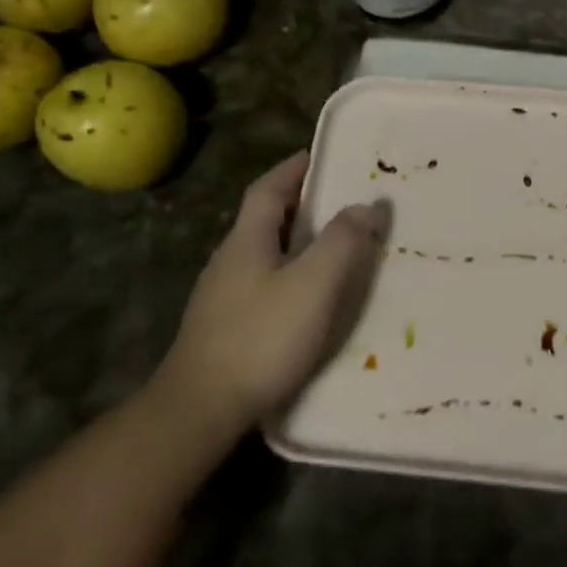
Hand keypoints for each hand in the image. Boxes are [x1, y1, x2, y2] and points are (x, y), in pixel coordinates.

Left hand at [153, 152, 386, 427]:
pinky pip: (262, 281)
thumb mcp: (313, 285)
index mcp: (247, 240)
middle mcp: (229, 259)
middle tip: (341, 200)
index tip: (323, 156)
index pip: (269, 189)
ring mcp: (222, 295)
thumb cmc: (261, 338)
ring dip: (295, 239)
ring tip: (333, 245)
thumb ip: (342, 241)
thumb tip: (367, 204)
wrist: (199, 410)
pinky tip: (307, 295)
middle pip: (264, 217)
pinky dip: (289, 271)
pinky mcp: (224, 326)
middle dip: (300, 202)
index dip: (294, 168)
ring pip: (263, 251)